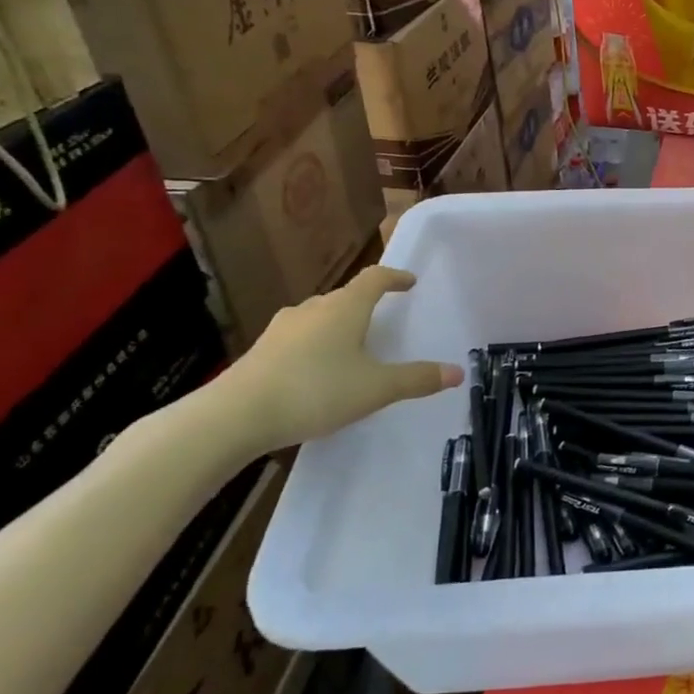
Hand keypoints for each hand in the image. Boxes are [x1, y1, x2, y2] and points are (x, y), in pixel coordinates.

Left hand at [218, 266, 462, 452]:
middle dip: (366, 303)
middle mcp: (313, 309)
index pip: (375, 278)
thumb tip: (458, 372)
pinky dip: (315, 344)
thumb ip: (417, 379)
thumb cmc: (316, 391)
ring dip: (337, 323)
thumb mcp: (376, 388)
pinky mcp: (261, 351)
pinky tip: (316, 370)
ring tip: (350, 345)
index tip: (409, 282)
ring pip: (318, 316)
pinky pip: (298, 338)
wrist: (235, 416)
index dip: (395, 277)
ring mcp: (282, 329)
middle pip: (345, 296)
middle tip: (383, 317)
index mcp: (345, 308)